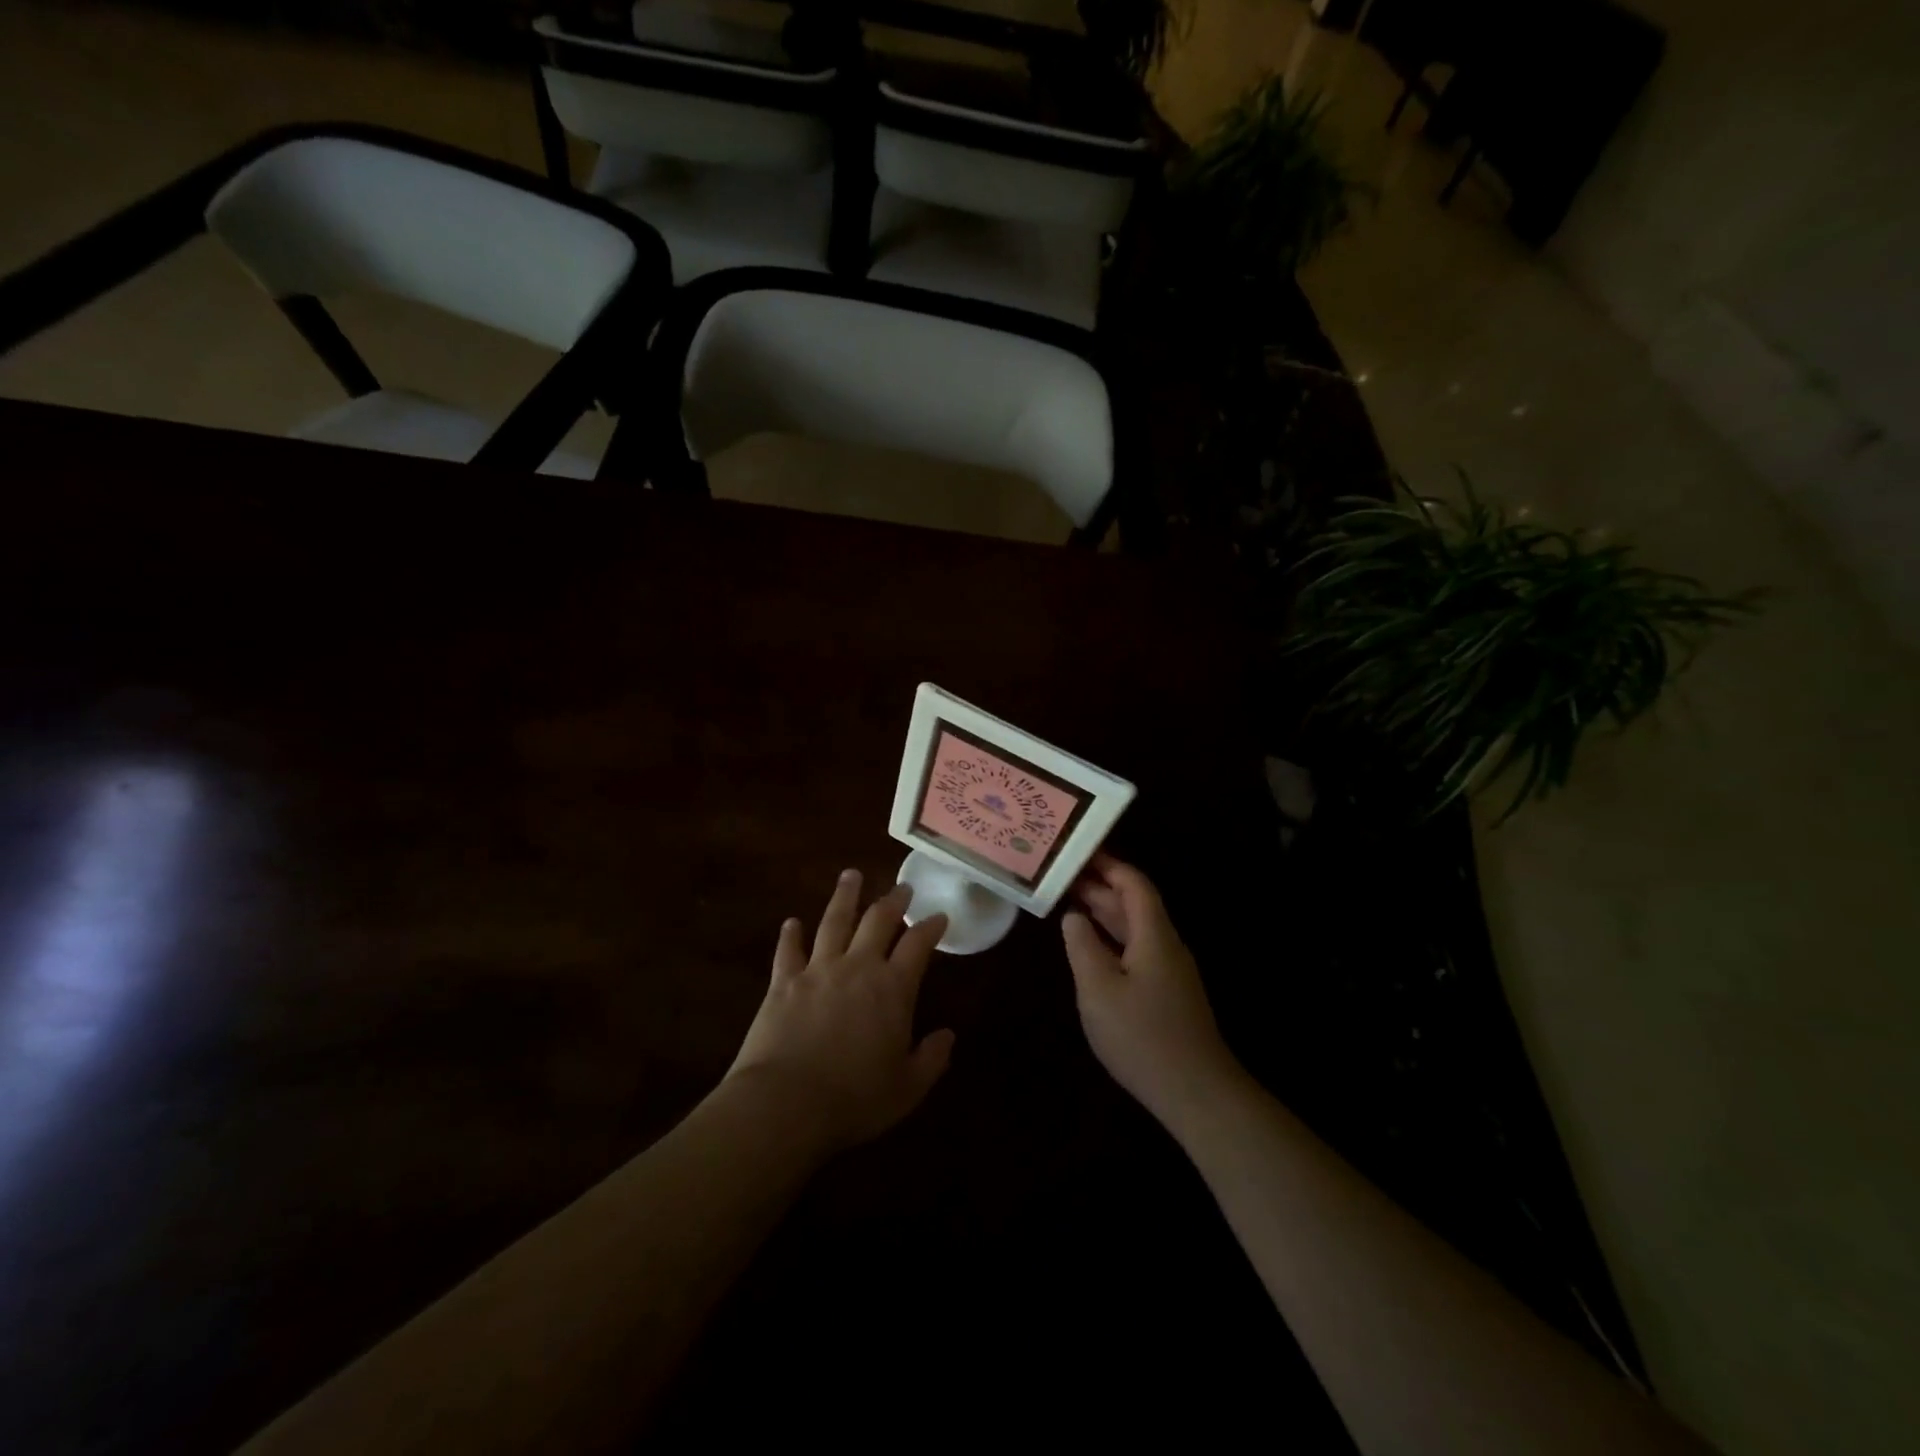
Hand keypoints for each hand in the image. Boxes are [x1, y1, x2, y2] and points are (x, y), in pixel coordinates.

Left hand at [727, 869, 953, 1153]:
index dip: (931, 927)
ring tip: (850, 875)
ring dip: (844, 897)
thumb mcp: (907, 1088)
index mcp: (892, 988)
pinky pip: (788, 950)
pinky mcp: (783, 982)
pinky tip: (792, 922)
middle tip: (902, 887)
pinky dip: (791, 935)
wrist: (785, 1103)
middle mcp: (857, 967)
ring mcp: (817, 970)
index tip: (939, 916)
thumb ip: (931, 1058)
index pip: (918, 945)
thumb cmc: (854, 1099)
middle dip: (892, 900)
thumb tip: (948, 1036)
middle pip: (877, 920)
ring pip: (833, 921)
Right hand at [1062, 854, 1240, 1130]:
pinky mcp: (1167, 993)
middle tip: (1063, 875)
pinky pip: (1137, 950)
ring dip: (1105, 913)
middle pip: (1134, 904)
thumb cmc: (1142, 1036)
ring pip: (1135, 928)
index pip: (1134, 884)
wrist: (1195, 1092)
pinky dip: (1111, 938)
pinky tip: (1091, 947)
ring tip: (1070, 902)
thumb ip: (1082, 947)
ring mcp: (1169, 970)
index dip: (1109, 865)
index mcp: (1154, 935)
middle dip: (1101, 886)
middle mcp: (1166, 945)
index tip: (1079, 852)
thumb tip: (1073, 916)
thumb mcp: (1099, 989)